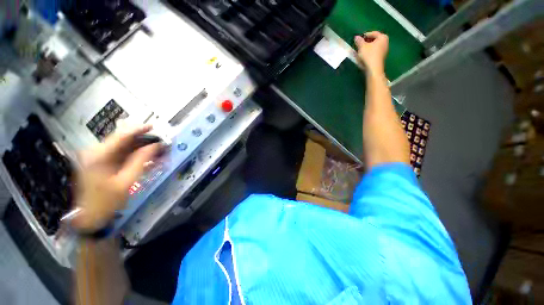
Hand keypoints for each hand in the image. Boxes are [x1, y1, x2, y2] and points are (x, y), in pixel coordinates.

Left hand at [73, 125, 160, 230]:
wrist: (89, 218)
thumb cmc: (106, 201)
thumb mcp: (126, 182)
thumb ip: (141, 161)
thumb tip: (155, 146)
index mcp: (99, 156)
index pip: (121, 136)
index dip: (138, 130)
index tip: (154, 127)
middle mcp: (97, 153)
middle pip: (123, 140)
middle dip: (143, 141)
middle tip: (160, 144)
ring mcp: (99, 158)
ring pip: (124, 148)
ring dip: (142, 149)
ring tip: (158, 152)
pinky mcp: (103, 164)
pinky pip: (122, 156)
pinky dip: (136, 156)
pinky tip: (148, 160)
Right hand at [355, 31, 388, 73]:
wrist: (373, 69)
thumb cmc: (369, 55)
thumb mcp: (362, 47)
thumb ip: (359, 41)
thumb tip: (356, 37)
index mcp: (383, 37)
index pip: (373, 33)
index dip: (365, 35)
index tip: (359, 38)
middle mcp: (385, 42)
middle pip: (375, 39)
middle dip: (367, 41)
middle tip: (359, 44)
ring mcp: (384, 50)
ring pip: (374, 46)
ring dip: (367, 47)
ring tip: (360, 50)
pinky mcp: (381, 57)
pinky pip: (374, 52)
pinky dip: (369, 52)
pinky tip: (364, 55)